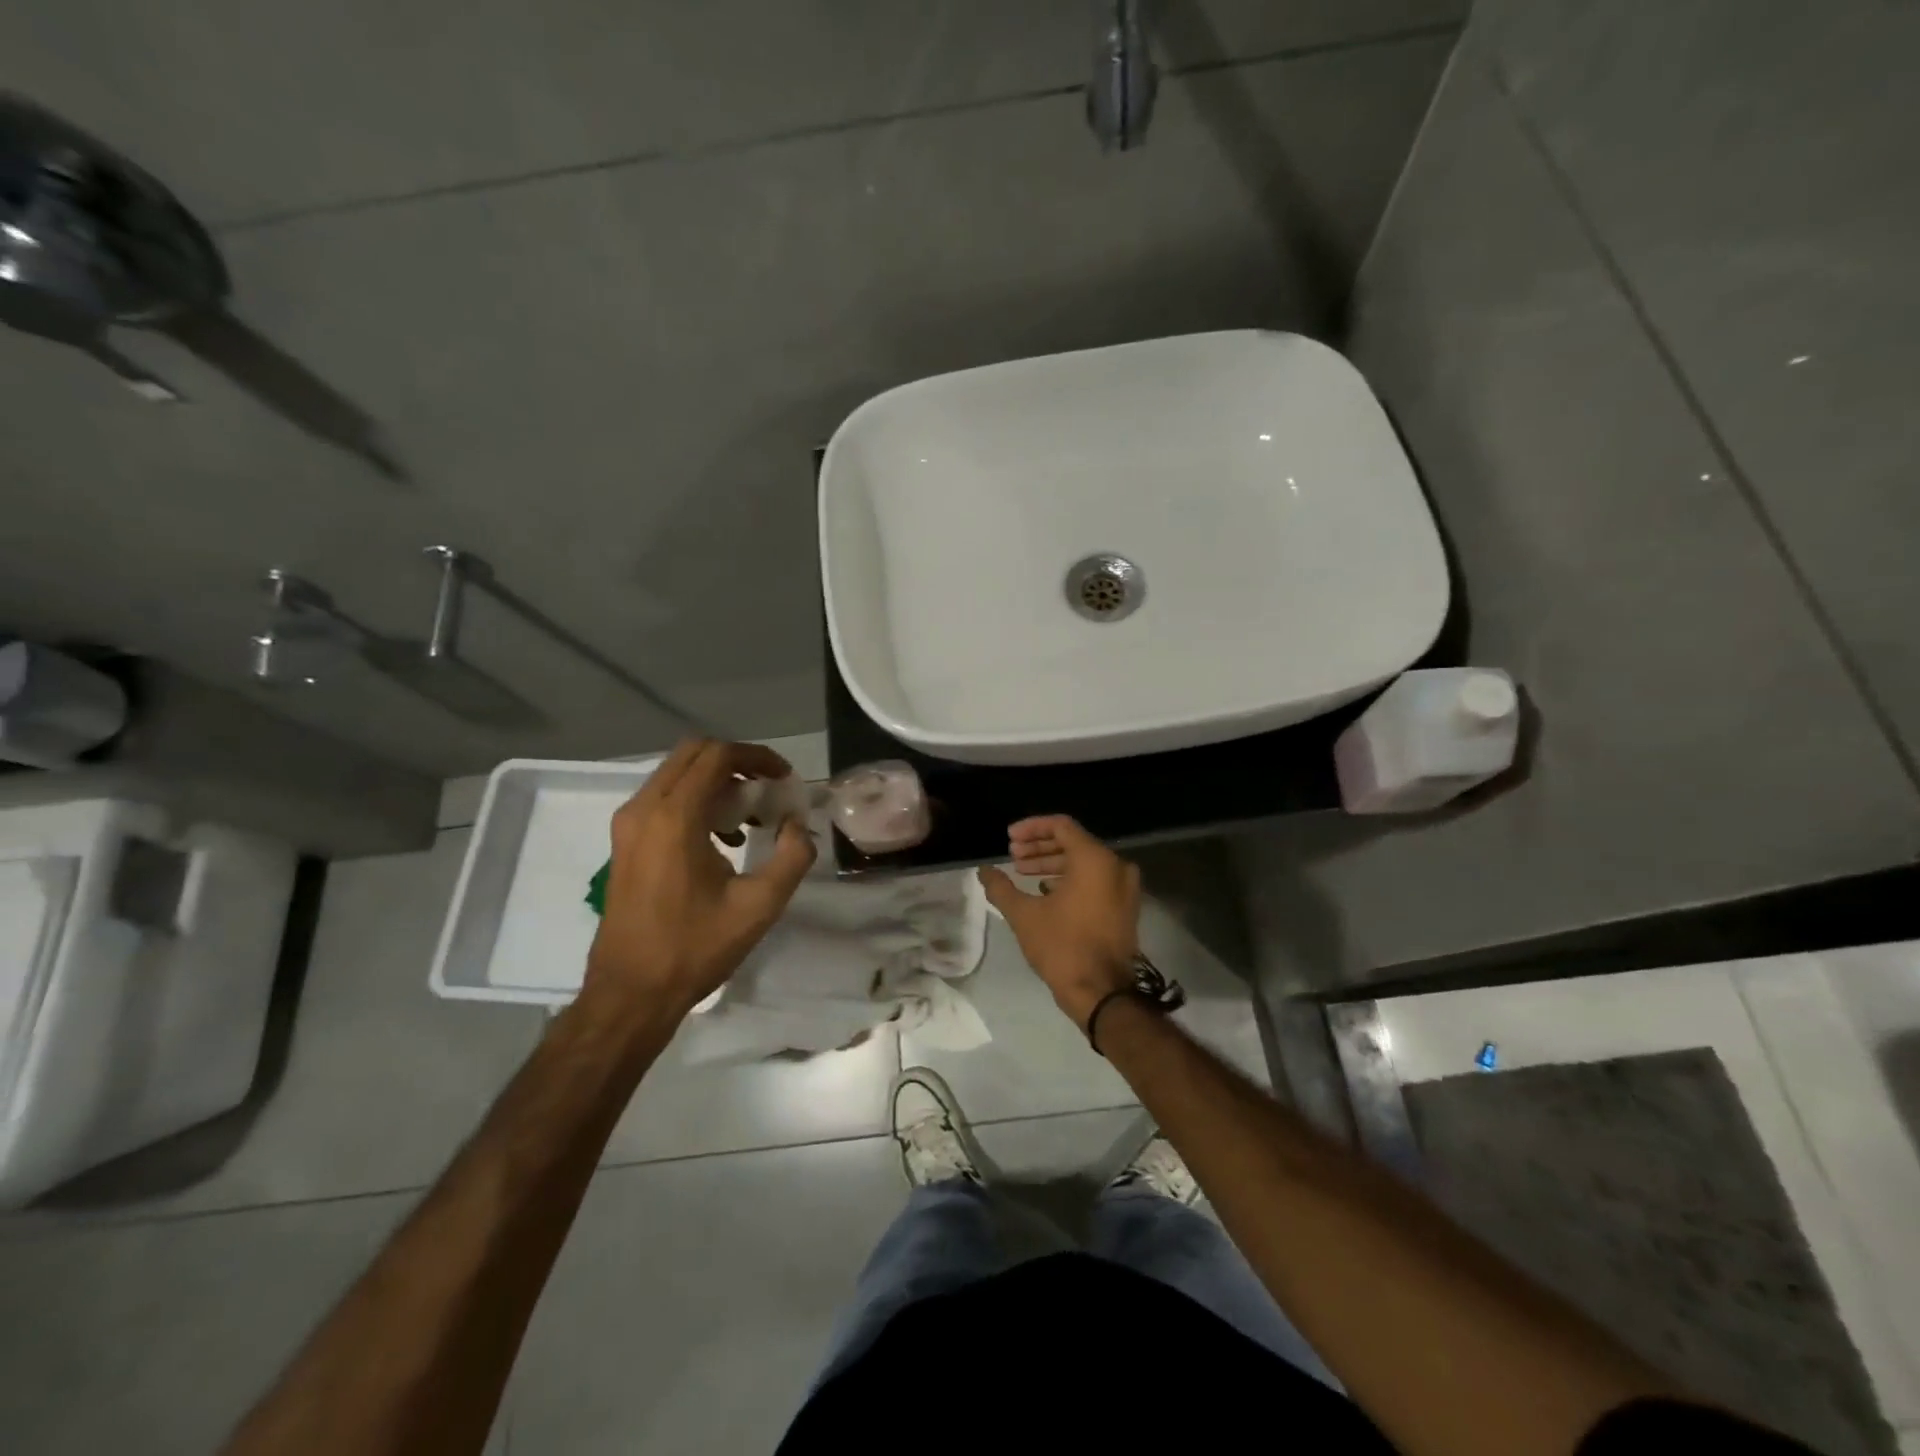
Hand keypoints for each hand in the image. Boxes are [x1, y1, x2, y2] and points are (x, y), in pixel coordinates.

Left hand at [583, 738, 815, 1025]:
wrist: (630, 992)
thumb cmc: (695, 948)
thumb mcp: (760, 905)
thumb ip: (792, 856)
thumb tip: (798, 824)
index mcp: (675, 817)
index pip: (718, 755)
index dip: (758, 757)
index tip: (784, 778)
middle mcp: (644, 808)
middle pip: (694, 753)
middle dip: (737, 762)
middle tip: (768, 789)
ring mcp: (628, 824)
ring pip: (676, 773)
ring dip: (716, 781)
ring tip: (749, 817)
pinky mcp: (623, 841)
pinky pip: (662, 797)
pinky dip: (695, 799)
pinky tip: (720, 839)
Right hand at [978, 815, 1139, 1029]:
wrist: (1102, 993)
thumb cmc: (1062, 947)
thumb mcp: (1024, 914)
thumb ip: (1001, 887)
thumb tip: (984, 871)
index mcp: (1095, 859)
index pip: (1061, 826)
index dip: (1031, 828)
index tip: (1008, 839)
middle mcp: (1115, 866)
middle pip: (1073, 843)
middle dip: (1040, 847)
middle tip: (1013, 856)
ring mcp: (1125, 888)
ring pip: (1085, 862)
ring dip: (1052, 864)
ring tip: (1023, 873)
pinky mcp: (1125, 907)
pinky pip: (1096, 880)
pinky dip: (1070, 879)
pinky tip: (1045, 891)